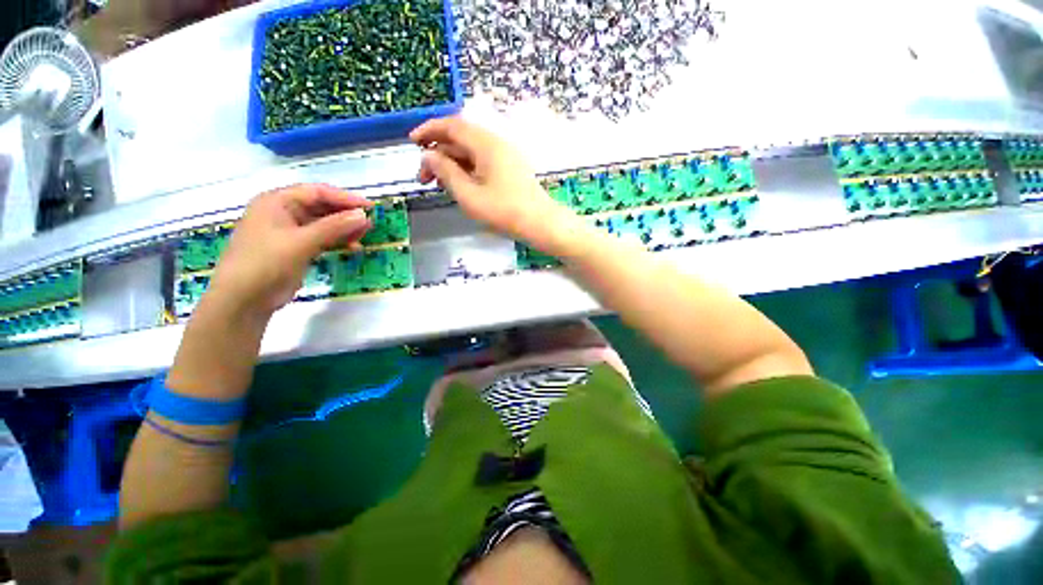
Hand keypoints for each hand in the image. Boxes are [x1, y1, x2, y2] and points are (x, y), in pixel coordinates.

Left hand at [208, 184, 371, 317]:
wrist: (244, 299)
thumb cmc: (267, 262)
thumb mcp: (301, 242)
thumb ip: (334, 227)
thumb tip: (364, 215)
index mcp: (277, 202)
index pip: (316, 192)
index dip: (344, 198)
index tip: (370, 207)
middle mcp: (283, 213)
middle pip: (320, 207)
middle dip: (346, 214)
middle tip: (370, 222)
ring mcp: (289, 232)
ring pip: (323, 224)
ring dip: (344, 228)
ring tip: (366, 234)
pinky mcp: (295, 249)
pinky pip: (321, 239)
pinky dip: (338, 242)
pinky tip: (354, 247)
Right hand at [410, 118, 574, 251]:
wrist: (541, 224)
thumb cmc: (504, 212)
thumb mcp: (469, 195)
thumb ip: (446, 173)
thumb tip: (428, 156)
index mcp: (486, 144)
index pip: (452, 126)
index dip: (429, 130)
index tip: (411, 142)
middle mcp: (497, 143)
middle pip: (461, 139)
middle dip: (438, 155)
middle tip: (424, 178)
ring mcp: (506, 156)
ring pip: (471, 152)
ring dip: (452, 164)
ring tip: (439, 185)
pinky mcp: (510, 168)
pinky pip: (483, 161)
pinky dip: (467, 170)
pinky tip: (460, 186)